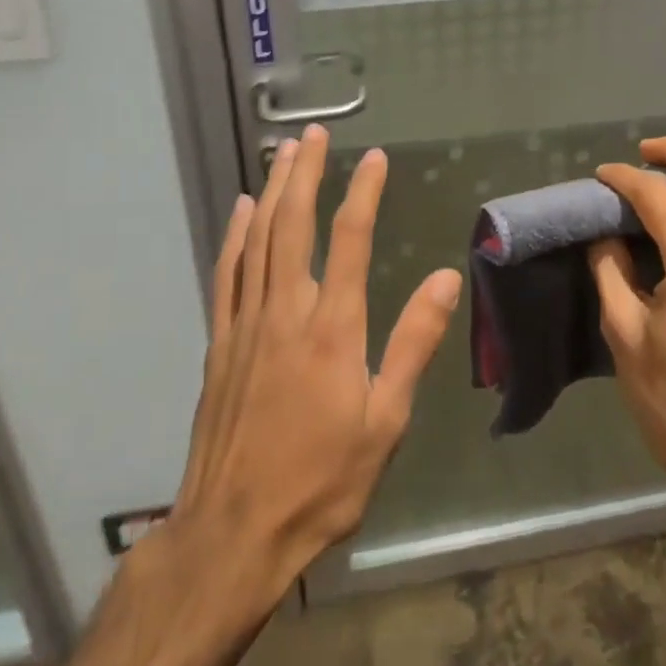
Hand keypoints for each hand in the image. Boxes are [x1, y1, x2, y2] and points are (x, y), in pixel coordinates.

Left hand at [170, 124, 461, 601]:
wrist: (234, 532)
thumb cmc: (322, 480)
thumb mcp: (385, 420)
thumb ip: (413, 344)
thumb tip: (445, 279)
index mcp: (332, 328)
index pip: (350, 239)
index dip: (363, 192)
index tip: (374, 158)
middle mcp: (286, 311)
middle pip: (294, 224)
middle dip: (305, 173)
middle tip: (313, 134)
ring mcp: (247, 324)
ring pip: (259, 239)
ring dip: (273, 191)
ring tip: (282, 153)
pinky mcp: (220, 342)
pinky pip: (227, 273)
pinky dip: (236, 235)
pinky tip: (242, 210)